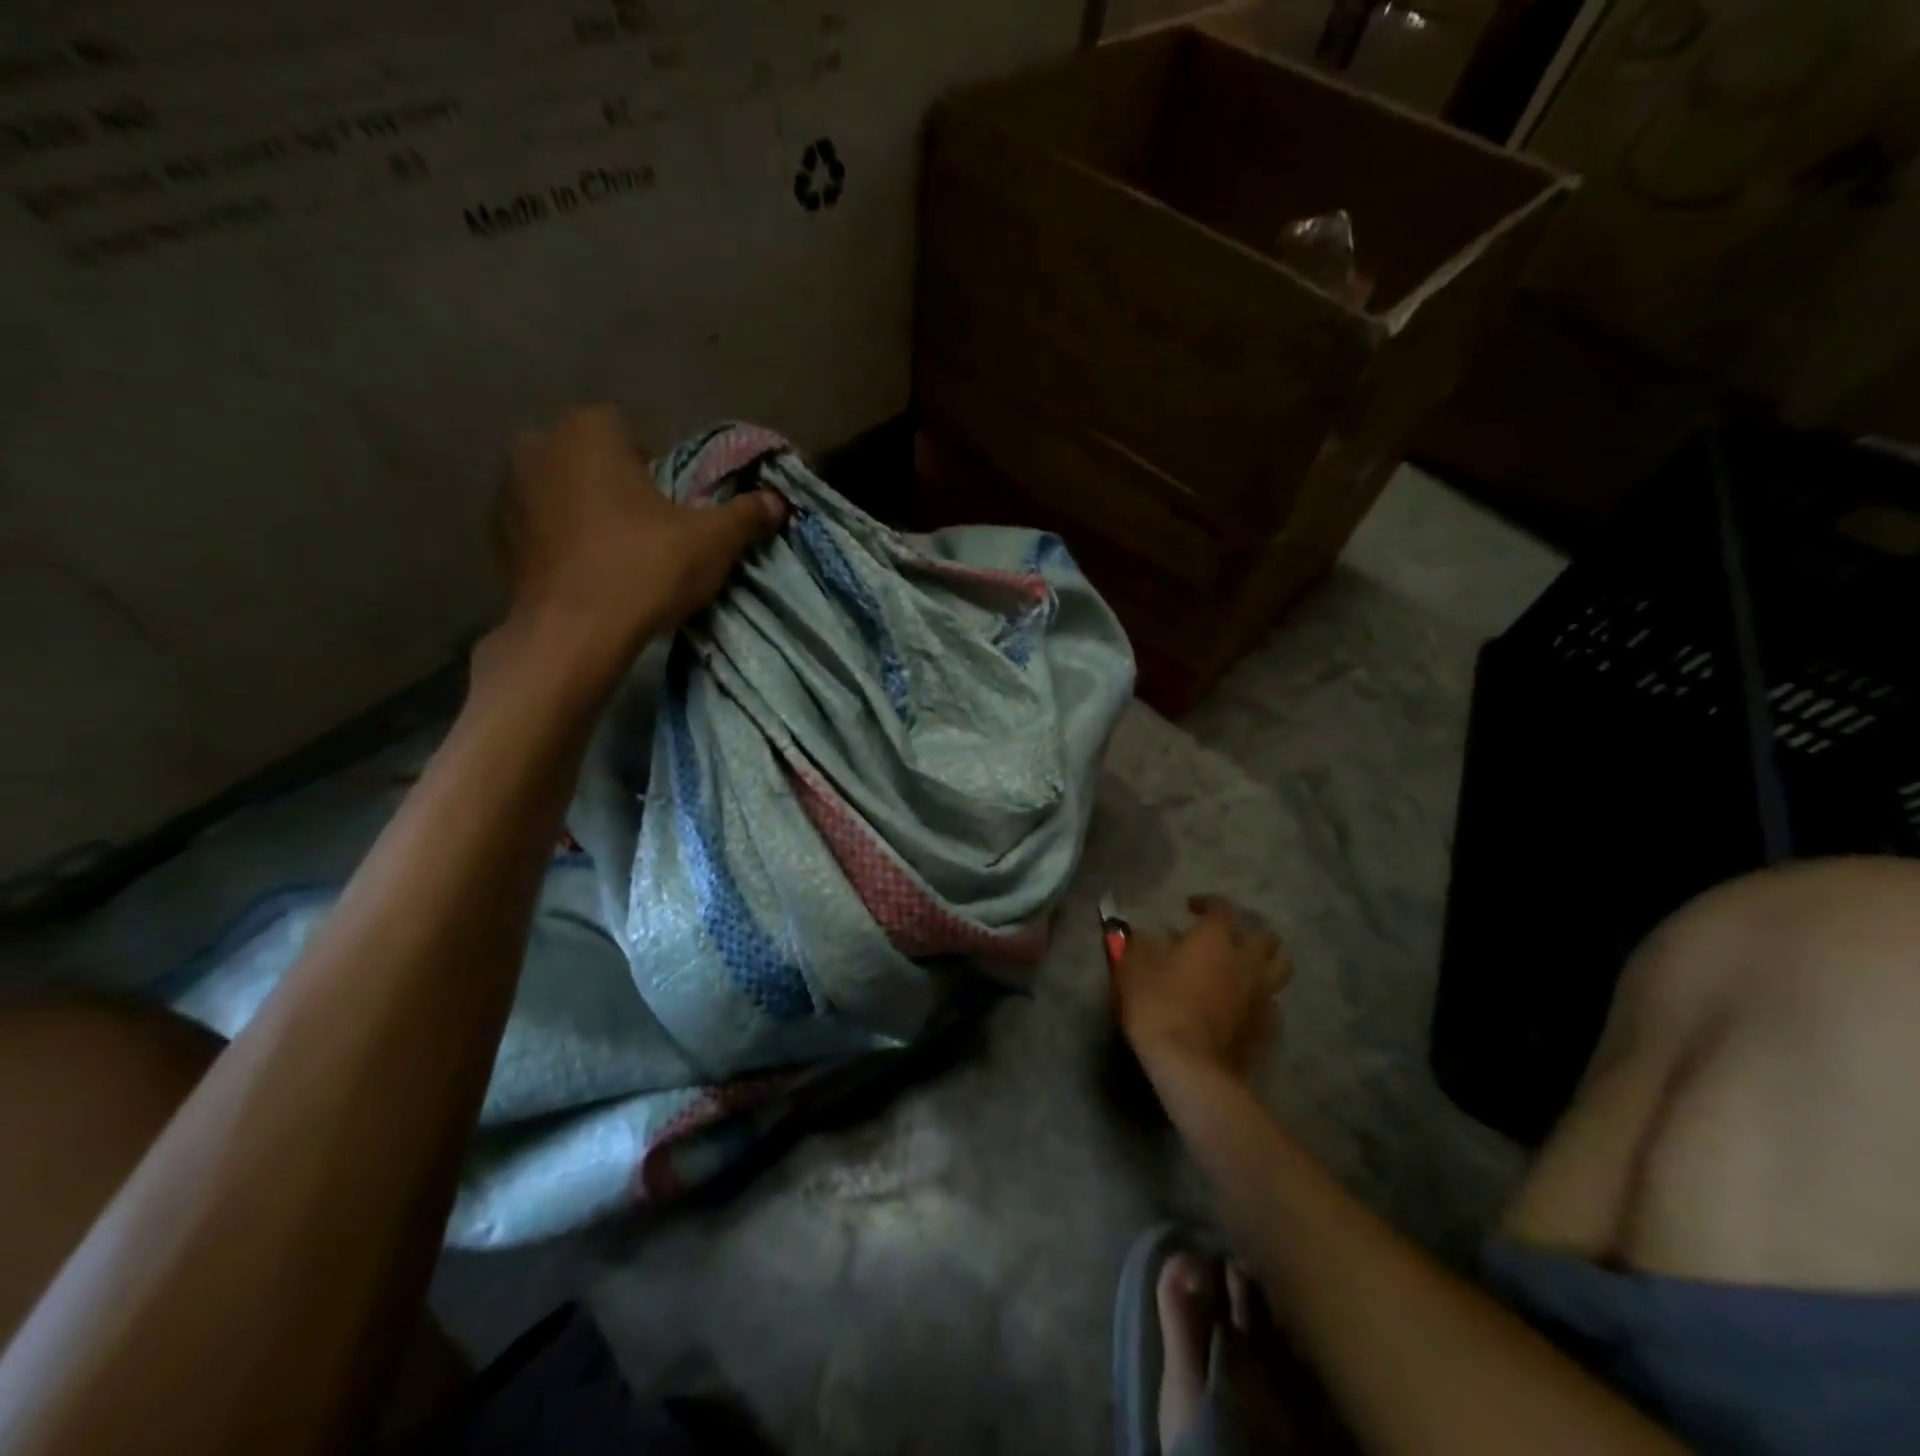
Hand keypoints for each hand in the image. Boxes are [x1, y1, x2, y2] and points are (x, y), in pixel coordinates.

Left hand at [497, 405, 786, 657]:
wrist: (572, 636)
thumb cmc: (644, 570)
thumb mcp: (712, 542)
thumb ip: (746, 515)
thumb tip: (778, 501)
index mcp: (588, 432)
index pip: (629, 431)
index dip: (654, 467)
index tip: (672, 507)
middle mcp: (538, 446)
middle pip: (591, 458)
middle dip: (617, 485)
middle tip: (648, 531)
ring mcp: (508, 492)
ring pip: (562, 491)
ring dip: (586, 512)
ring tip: (617, 556)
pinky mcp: (497, 537)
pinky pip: (541, 527)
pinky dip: (562, 542)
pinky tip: (588, 575)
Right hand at [1113, 896, 1290, 1081]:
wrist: (1190, 1066)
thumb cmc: (1158, 1006)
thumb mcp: (1134, 968)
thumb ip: (1141, 944)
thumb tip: (1147, 935)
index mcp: (1216, 939)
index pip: (1222, 908)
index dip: (1208, 903)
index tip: (1191, 907)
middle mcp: (1246, 961)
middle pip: (1265, 936)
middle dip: (1248, 931)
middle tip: (1227, 937)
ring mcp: (1262, 997)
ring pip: (1280, 968)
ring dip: (1264, 962)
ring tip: (1243, 967)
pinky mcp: (1267, 1029)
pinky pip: (1272, 1004)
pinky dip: (1260, 999)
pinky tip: (1243, 1006)